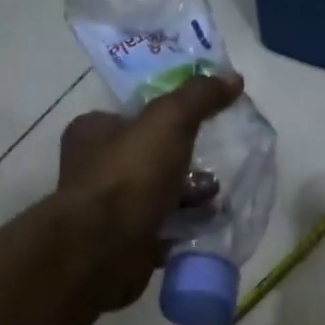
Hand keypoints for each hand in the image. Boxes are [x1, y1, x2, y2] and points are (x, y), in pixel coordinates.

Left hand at [56, 73, 243, 309]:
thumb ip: (199, 96)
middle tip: (213, 168)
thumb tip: (233, 77)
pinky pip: (159, 229)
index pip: (132, 118)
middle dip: (183, 164)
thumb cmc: (130, 174)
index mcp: (91, 132)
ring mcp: (106, 209)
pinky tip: (205, 227)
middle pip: (148, 158)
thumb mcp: (169, 121)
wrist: (106, 247)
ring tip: (215, 200)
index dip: (166, 120)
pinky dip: (181, 228)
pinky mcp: (121, 243)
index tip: (199, 127)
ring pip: (156, 196)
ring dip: (187, 198)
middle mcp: (92, 168)